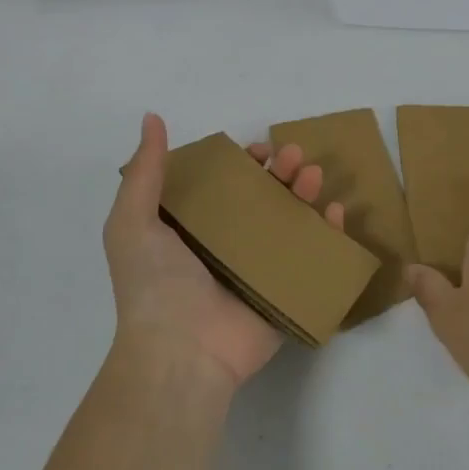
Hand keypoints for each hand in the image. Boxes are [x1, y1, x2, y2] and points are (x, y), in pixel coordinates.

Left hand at [103, 113, 345, 389]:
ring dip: (306, 195)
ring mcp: (260, 271)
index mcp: (194, 230)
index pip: (226, 186)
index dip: (245, 164)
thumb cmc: (155, 284)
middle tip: (295, 156)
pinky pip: (314, 259)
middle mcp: (228, 247)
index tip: (259, 150)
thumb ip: (145, 171)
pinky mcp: (286, 293)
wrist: (181, 351)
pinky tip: (334, 213)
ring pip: (292, 223)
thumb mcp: (133, 221)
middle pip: (264, 200)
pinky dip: (329, 235)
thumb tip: (151, 118)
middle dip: (282, 172)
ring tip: (314, 177)